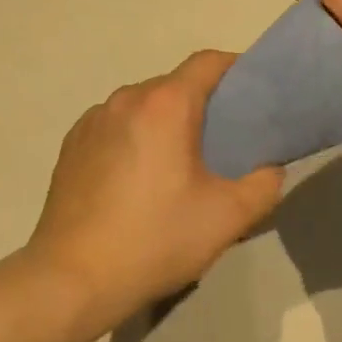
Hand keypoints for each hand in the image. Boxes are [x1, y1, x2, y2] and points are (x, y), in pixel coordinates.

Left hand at [27, 51, 283, 334]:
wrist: (72, 278)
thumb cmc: (155, 240)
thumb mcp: (227, 218)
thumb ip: (264, 185)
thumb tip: (270, 168)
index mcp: (165, 105)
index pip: (208, 62)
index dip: (237, 70)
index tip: (254, 96)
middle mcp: (126, 99)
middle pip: (174, 85)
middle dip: (202, 104)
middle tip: (222, 142)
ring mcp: (93, 120)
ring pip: (142, 106)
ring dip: (164, 123)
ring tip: (177, 165)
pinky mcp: (72, 144)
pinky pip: (114, 126)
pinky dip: (133, 138)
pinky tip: (136, 180)